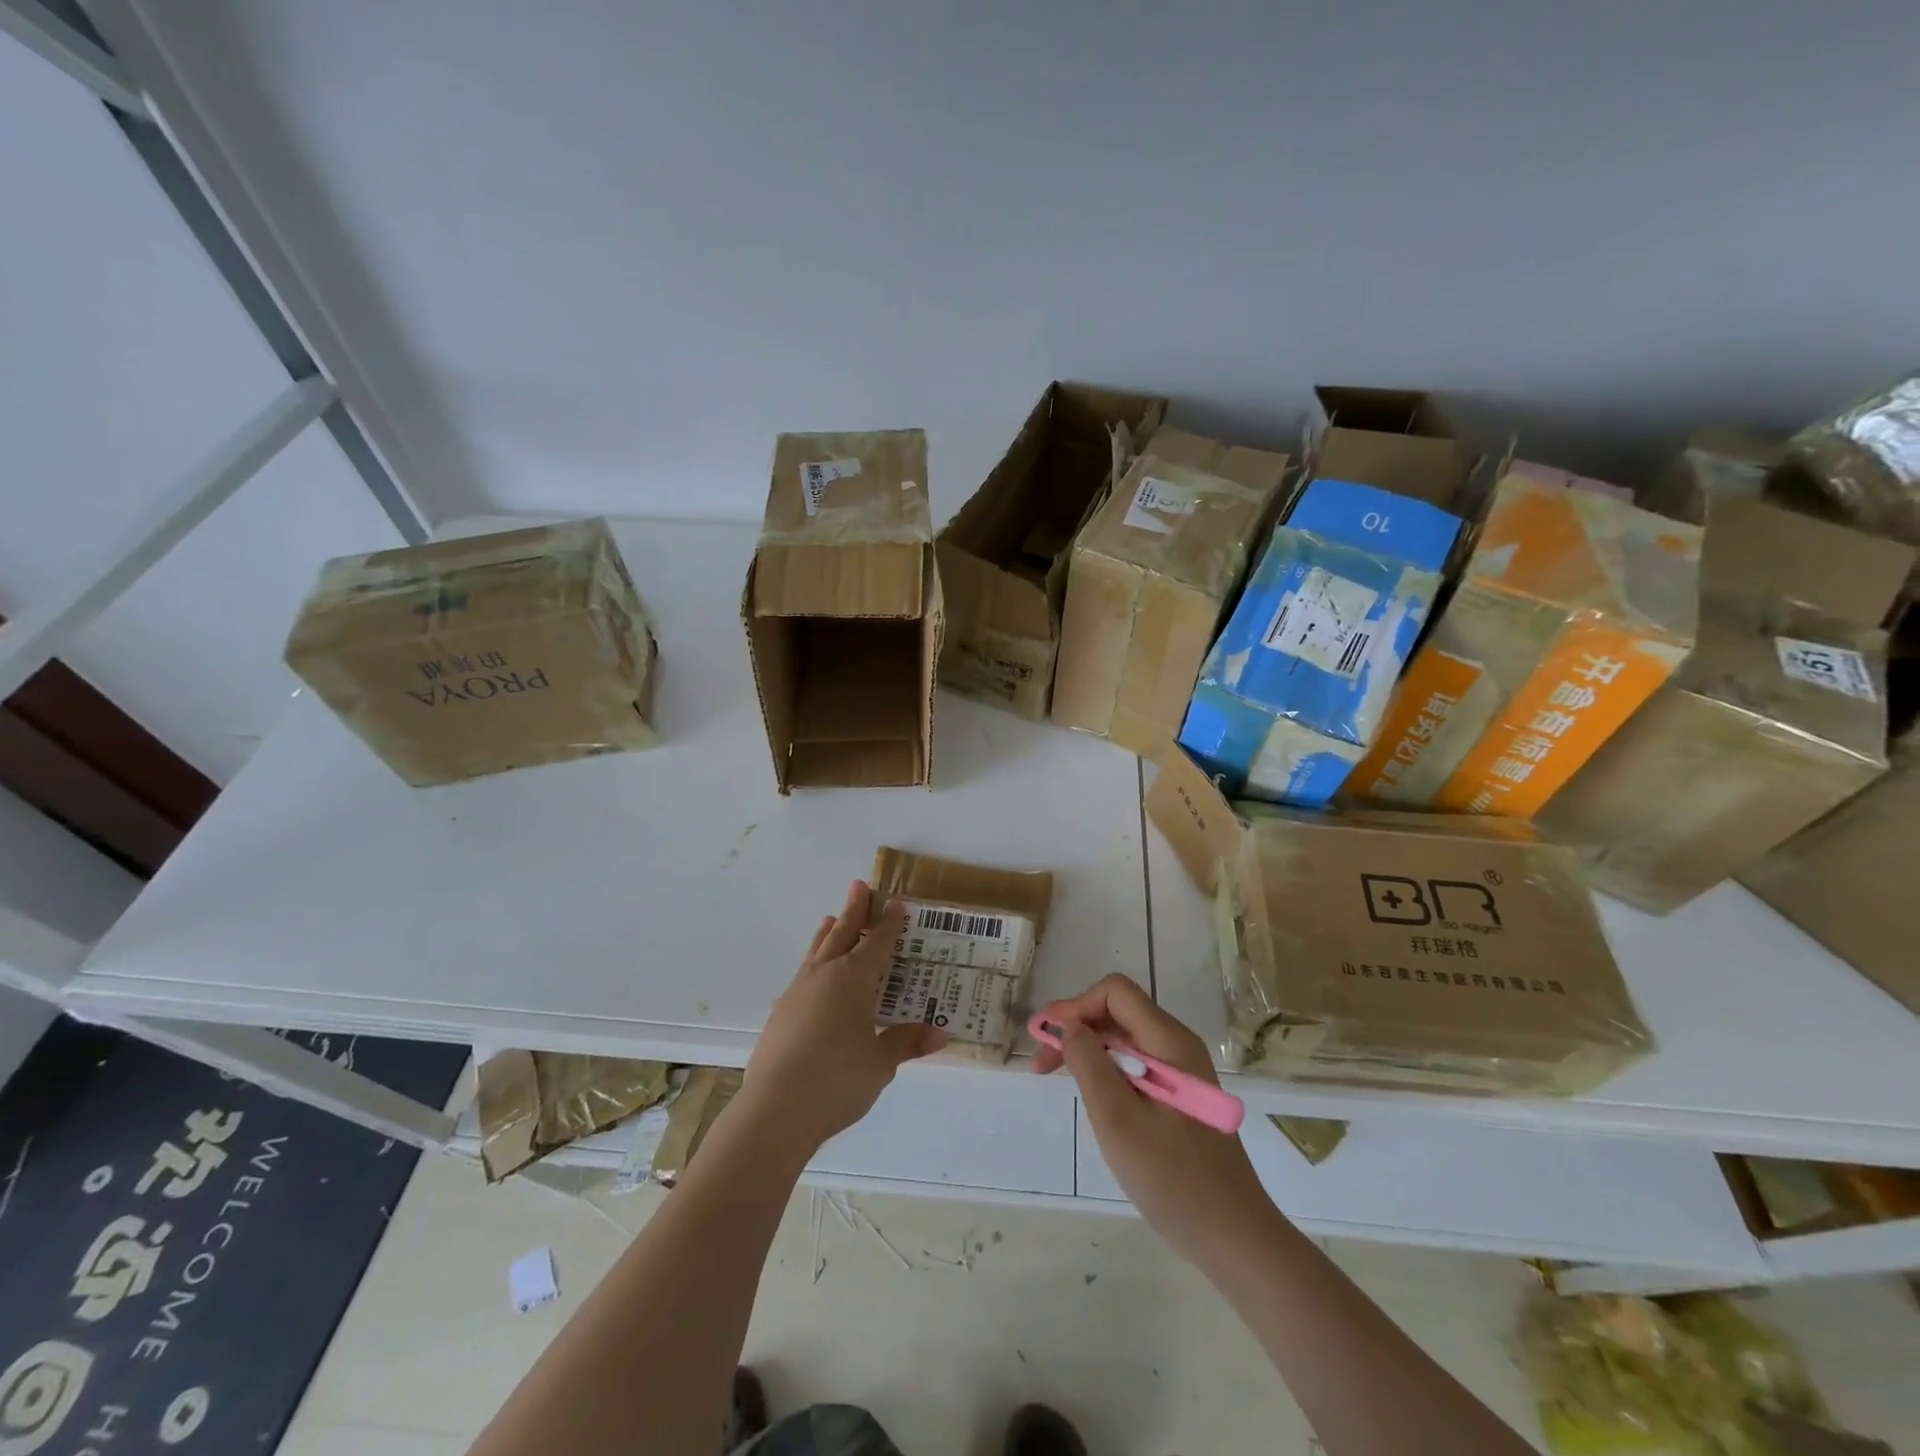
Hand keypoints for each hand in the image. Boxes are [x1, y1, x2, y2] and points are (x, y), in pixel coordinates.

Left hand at [743, 881, 947, 1153]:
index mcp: (853, 978)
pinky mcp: (781, 1013)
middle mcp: (824, 975)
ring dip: (828, 933)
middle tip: (859, 886)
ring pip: (816, 951)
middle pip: (841, 934)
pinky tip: (813, 976)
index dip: (888, 924)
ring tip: (830, 918)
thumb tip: (941, 1033)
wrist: (775, 1109)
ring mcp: (797, 992)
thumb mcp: (881, 1062)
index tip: (895, 903)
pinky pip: (803, 975)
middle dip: (853, 911)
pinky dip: (813, 963)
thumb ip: (906, 1042)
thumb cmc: (837, 1079)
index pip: (876, 943)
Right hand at [1035, 974, 1274, 1264]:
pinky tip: (1090, 1094)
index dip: (1075, 1006)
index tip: (1047, 1039)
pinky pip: (1136, 1063)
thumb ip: (1090, 1064)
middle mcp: (1178, 1045)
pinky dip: (1106, 1068)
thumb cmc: (1173, 1179)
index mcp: (1169, 1042)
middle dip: (1076, 1027)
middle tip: (1041, 1063)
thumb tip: (1067, 1025)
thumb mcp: (1119, 1120)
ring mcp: (1181, 1071)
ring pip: (1125, 1038)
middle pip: (1118, 1012)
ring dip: (1087, 1048)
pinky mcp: (1180, 1095)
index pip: (1115, 992)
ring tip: (1056, 1075)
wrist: (1234, 1238)